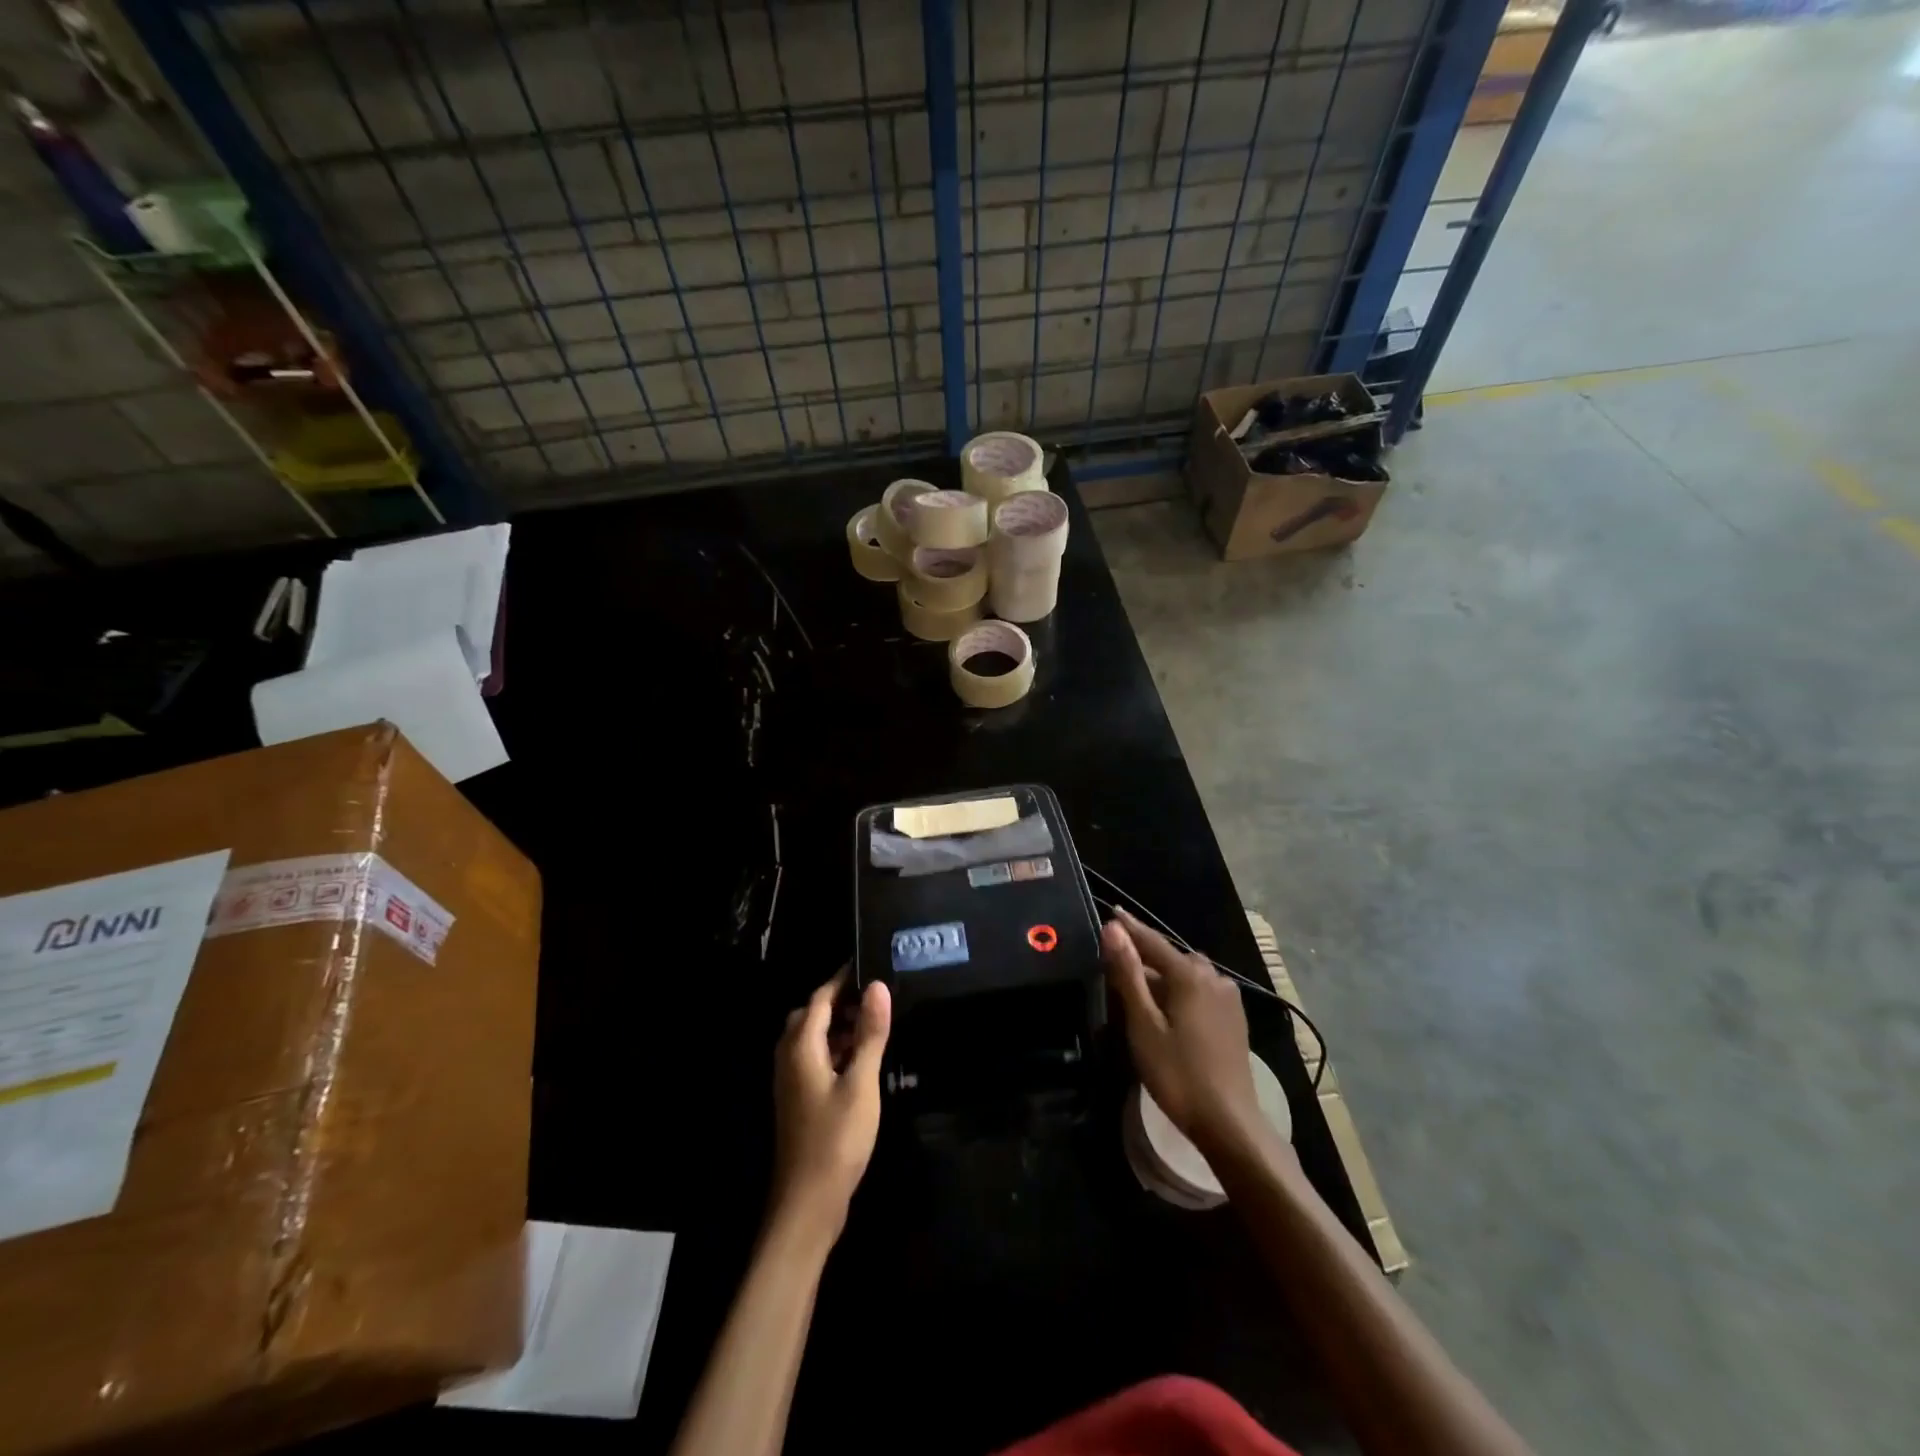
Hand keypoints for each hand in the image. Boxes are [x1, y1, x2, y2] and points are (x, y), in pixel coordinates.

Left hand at [771, 967, 890, 1244]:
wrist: (807, 1204)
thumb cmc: (836, 1139)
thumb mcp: (862, 1083)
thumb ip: (870, 1034)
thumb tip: (878, 986)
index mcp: (800, 1046)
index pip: (821, 997)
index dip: (844, 979)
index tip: (871, 963)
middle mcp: (789, 1057)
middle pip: (813, 1015)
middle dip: (842, 1001)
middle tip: (877, 996)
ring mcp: (791, 1080)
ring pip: (814, 1038)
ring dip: (840, 1026)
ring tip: (876, 1024)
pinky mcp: (799, 1099)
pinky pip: (816, 1059)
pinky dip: (837, 1049)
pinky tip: (862, 1060)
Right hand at [1102, 909, 1265, 1159]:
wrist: (1229, 1122)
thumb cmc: (1178, 1073)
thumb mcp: (1143, 1023)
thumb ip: (1128, 973)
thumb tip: (1113, 928)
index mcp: (1189, 975)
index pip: (1152, 940)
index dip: (1129, 928)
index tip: (1111, 911)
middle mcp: (1213, 977)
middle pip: (1170, 957)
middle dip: (1144, 956)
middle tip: (1116, 962)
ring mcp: (1228, 999)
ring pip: (1187, 975)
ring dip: (1163, 976)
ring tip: (1137, 989)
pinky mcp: (1234, 1019)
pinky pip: (1200, 992)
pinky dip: (1180, 992)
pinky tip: (1168, 1010)